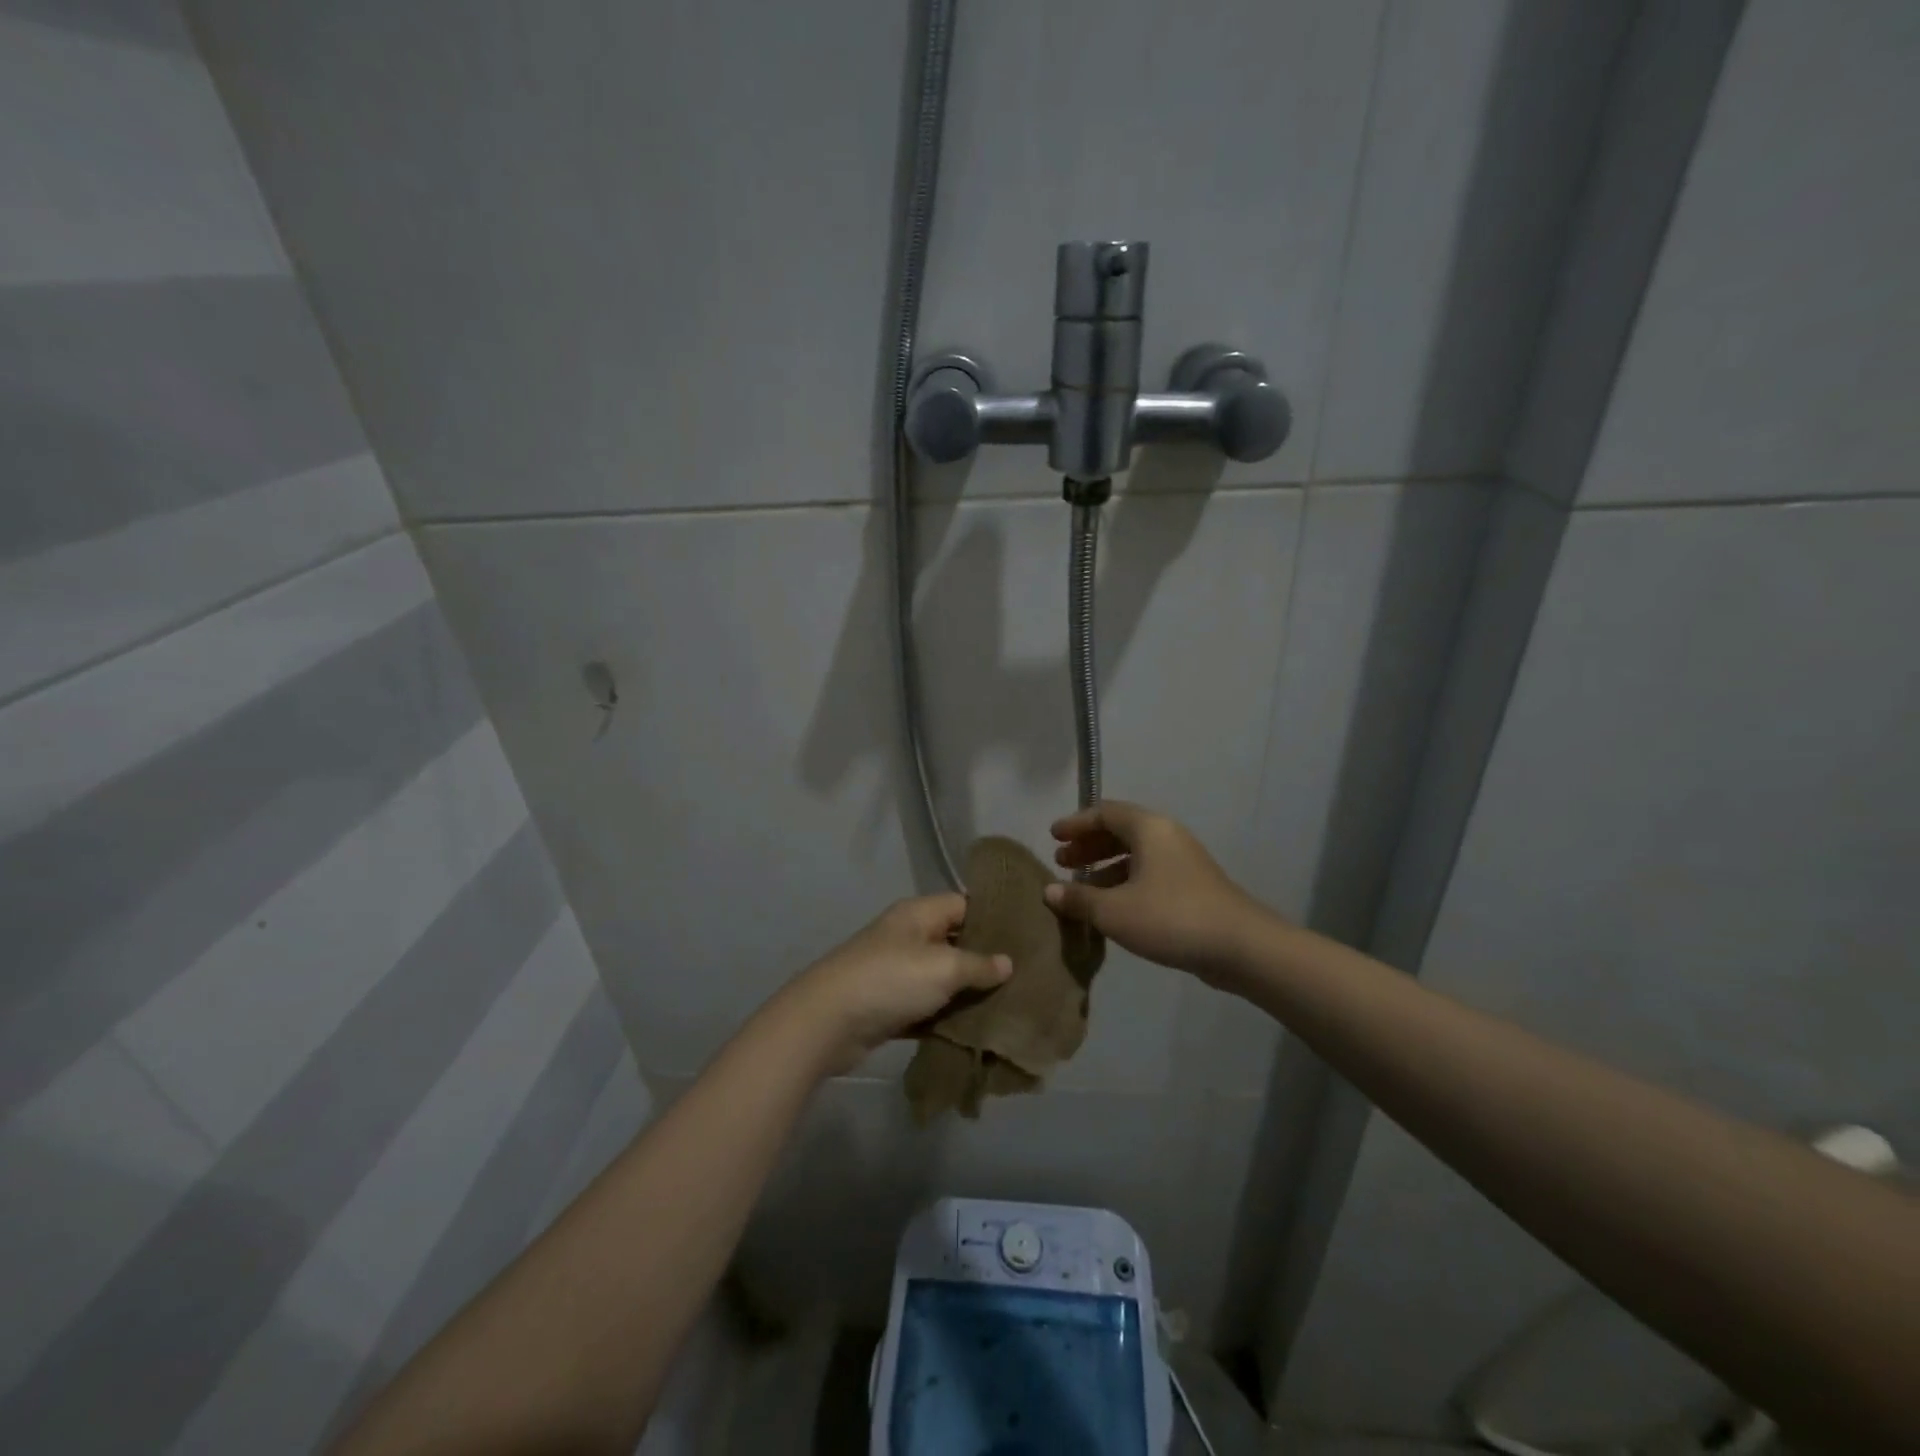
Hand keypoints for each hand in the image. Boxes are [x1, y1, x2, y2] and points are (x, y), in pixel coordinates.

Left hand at [781, 895, 1011, 1074]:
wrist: (828, 1022)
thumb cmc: (890, 980)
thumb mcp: (942, 967)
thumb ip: (978, 964)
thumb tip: (1007, 962)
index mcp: (919, 914)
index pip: (964, 904)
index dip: (995, 916)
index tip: (1028, 934)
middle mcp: (908, 937)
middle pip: (955, 941)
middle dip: (987, 959)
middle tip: (1027, 974)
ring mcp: (897, 972)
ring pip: (943, 978)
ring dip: (969, 992)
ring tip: (1012, 1003)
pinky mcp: (891, 1006)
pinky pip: (928, 1007)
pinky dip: (948, 1017)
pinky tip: (978, 1029)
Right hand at [1045, 801, 1275, 985]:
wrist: (1240, 947)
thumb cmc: (1171, 917)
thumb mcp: (1114, 911)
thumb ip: (1078, 899)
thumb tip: (1049, 891)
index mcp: (1149, 829)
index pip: (1105, 812)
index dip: (1076, 823)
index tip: (1052, 837)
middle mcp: (1167, 836)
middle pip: (1120, 831)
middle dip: (1088, 846)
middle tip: (1062, 862)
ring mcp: (1182, 861)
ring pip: (1135, 854)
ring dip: (1105, 867)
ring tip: (1080, 889)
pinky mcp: (1191, 887)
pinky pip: (1148, 873)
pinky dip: (1124, 882)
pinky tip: (1111, 908)